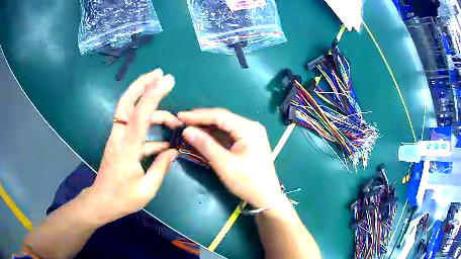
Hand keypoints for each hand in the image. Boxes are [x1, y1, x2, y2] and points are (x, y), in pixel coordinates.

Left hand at [82, 69, 181, 223]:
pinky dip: (149, 128)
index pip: (140, 115)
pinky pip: (133, 127)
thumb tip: (173, 151)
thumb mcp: (147, 189)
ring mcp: (117, 139)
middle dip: (141, 84)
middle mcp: (119, 137)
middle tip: (159, 74)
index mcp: (126, 149)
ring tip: (174, 120)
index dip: (153, 94)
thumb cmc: (122, 199)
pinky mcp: (118, 143)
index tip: (168, 80)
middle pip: (126, 102)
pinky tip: (164, 141)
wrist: (101, 202)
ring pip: (129, 112)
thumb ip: (161, 167)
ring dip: (150, 108)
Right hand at [178, 109, 281, 208]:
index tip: (180, 116)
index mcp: (248, 129)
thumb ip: (205, 145)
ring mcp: (251, 134)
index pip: (220, 116)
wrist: (266, 197)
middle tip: (182, 120)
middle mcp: (251, 127)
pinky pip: (229, 135)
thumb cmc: (247, 182)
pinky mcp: (248, 142)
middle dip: (202, 120)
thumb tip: (187, 130)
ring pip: (225, 126)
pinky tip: (202, 136)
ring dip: (207, 127)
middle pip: (222, 119)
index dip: (198, 116)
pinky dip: (215, 135)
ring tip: (188, 127)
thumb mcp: (224, 164)